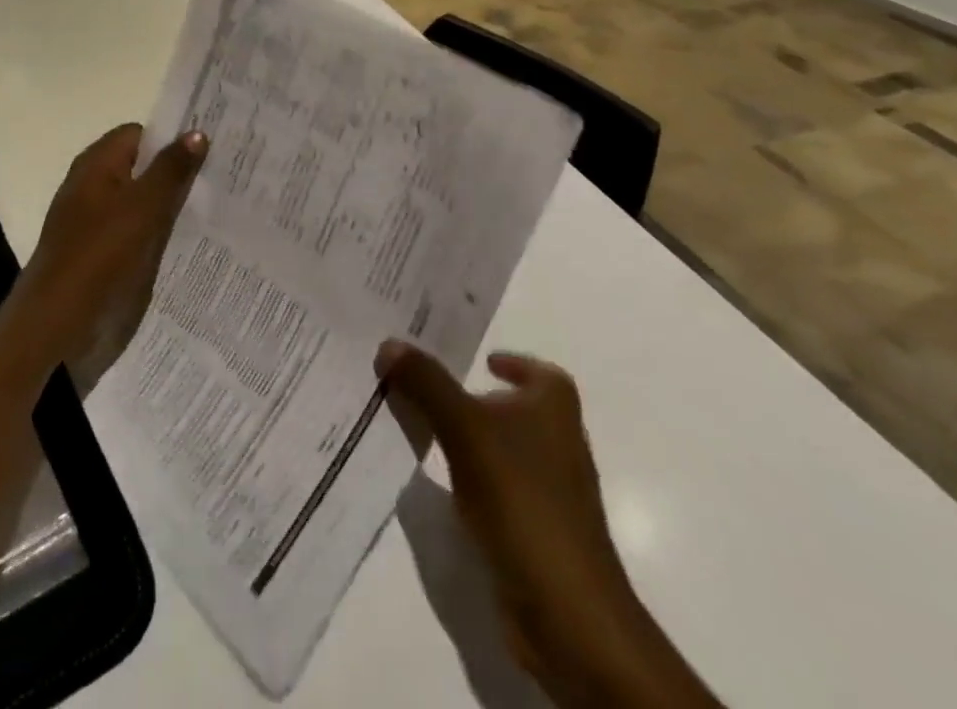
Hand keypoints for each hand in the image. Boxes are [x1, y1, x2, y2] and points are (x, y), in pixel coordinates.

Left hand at [17, 126, 206, 384]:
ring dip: (167, 203)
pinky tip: (181, 241)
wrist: (56, 319)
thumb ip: (171, 170)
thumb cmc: (100, 254)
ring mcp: (91, 216)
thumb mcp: (143, 208)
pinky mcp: (95, 247)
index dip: (171, 139)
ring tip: (211, 209)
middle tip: (219, 179)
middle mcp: (91, 182)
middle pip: (140, 165)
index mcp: (97, 162)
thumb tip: (197, 132)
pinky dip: (153, 229)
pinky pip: (130, 226)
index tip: (209, 151)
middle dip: (175, 171)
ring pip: (137, 198)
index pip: (140, 134)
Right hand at [377, 344, 721, 708]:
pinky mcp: (534, 529)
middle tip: (425, 382)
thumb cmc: (523, 500)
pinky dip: (469, 476)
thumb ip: (426, 384)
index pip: (537, 370)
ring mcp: (550, 490)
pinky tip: (437, 482)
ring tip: (419, 424)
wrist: (568, 613)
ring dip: (467, 436)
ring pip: (500, 446)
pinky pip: (495, 485)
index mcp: (555, 408)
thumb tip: (388, 343)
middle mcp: (559, 441)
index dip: (511, 362)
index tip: (477, 360)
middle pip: (513, 406)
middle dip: (474, 395)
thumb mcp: (465, 429)